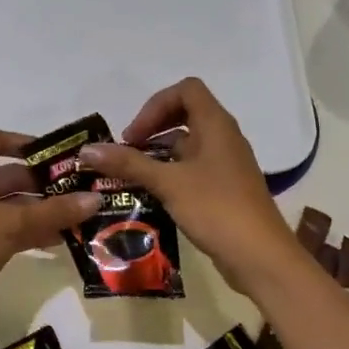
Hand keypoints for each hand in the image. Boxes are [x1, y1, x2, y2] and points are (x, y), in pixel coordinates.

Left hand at [0, 128, 100, 339]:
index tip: (58, 153)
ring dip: (44, 210)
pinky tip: (63, 240)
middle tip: (84, 188)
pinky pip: (12, 229)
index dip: (24, 142)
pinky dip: (34, 231)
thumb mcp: (9, 225)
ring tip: (83, 215)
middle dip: (46, 182)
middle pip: (12, 175)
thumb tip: (95, 198)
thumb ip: (53, 211)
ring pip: (15, 205)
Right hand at [79, 78, 302, 297]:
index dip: (156, 105)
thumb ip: (128, 163)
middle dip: (154, 126)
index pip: (186, 90)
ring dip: (160, 151)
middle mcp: (225, 137)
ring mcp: (228, 163)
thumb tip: (87, 150)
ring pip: (190, 142)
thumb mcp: (167, 183)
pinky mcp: (227, 187)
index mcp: (216, 124)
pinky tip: (155, 194)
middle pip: (186, 113)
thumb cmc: (216, 209)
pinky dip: (173, 171)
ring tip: (134, 173)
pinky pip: (195, 166)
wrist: (261, 258)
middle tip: (130, 149)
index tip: (135, 134)